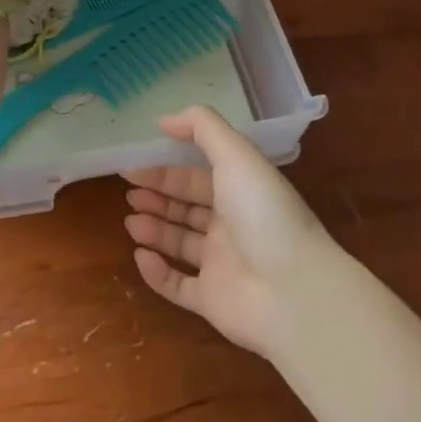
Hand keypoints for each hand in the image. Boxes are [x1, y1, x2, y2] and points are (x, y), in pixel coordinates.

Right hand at [122, 106, 337, 358]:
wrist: (292, 290)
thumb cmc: (262, 212)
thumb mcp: (235, 154)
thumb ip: (201, 127)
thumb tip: (164, 120)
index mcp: (240, 190)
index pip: (197, 175)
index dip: (166, 168)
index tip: (133, 163)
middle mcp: (232, 225)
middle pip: (187, 207)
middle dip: (158, 196)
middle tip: (128, 190)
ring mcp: (222, 264)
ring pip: (180, 243)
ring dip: (155, 229)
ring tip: (130, 220)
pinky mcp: (212, 301)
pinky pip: (178, 285)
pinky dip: (157, 272)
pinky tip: (140, 255)